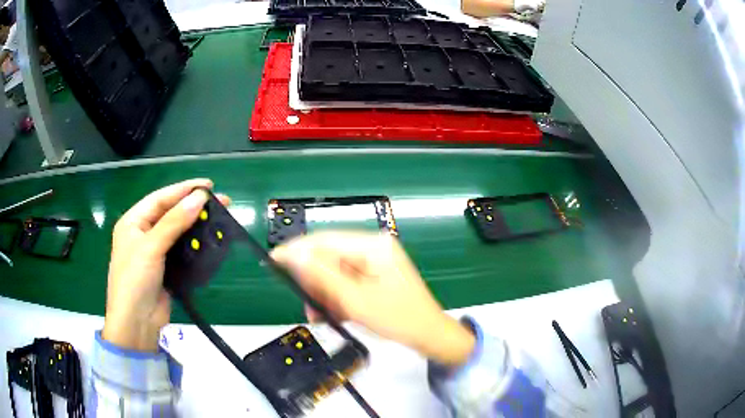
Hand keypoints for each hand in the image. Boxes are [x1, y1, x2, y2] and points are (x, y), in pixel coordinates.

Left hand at [102, 179, 229, 351]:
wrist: (137, 323)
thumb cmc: (135, 279)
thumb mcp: (151, 247)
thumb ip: (174, 221)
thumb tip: (200, 197)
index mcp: (133, 222)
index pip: (160, 198)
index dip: (183, 189)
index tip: (208, 185)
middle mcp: (143, 233)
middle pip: (170, 213)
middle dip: (193, 206)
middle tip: (221, 201)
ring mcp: (155, 252)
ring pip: (179, 231)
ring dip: (197, 225)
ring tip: (219, 219)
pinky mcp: (167, 268)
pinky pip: (183, 250)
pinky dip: (195, 244)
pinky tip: (210, 240)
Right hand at [271, 232, 474, 366]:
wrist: (429, 336)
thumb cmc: (398, 319)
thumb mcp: (355, 300)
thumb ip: (321, 276)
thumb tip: (291, 254)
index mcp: (373, 245)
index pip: (325, 240)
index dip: (297, 250)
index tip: (273, 260)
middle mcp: (373, 246)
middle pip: (329, 257)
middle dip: (315, 282)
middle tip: (309, 306)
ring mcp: (375, 260)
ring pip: (335, 271)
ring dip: (324, 293)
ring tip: (322, 315)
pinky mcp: (375, 274)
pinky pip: (346, 281)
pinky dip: (337, 296)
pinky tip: (336, 312)